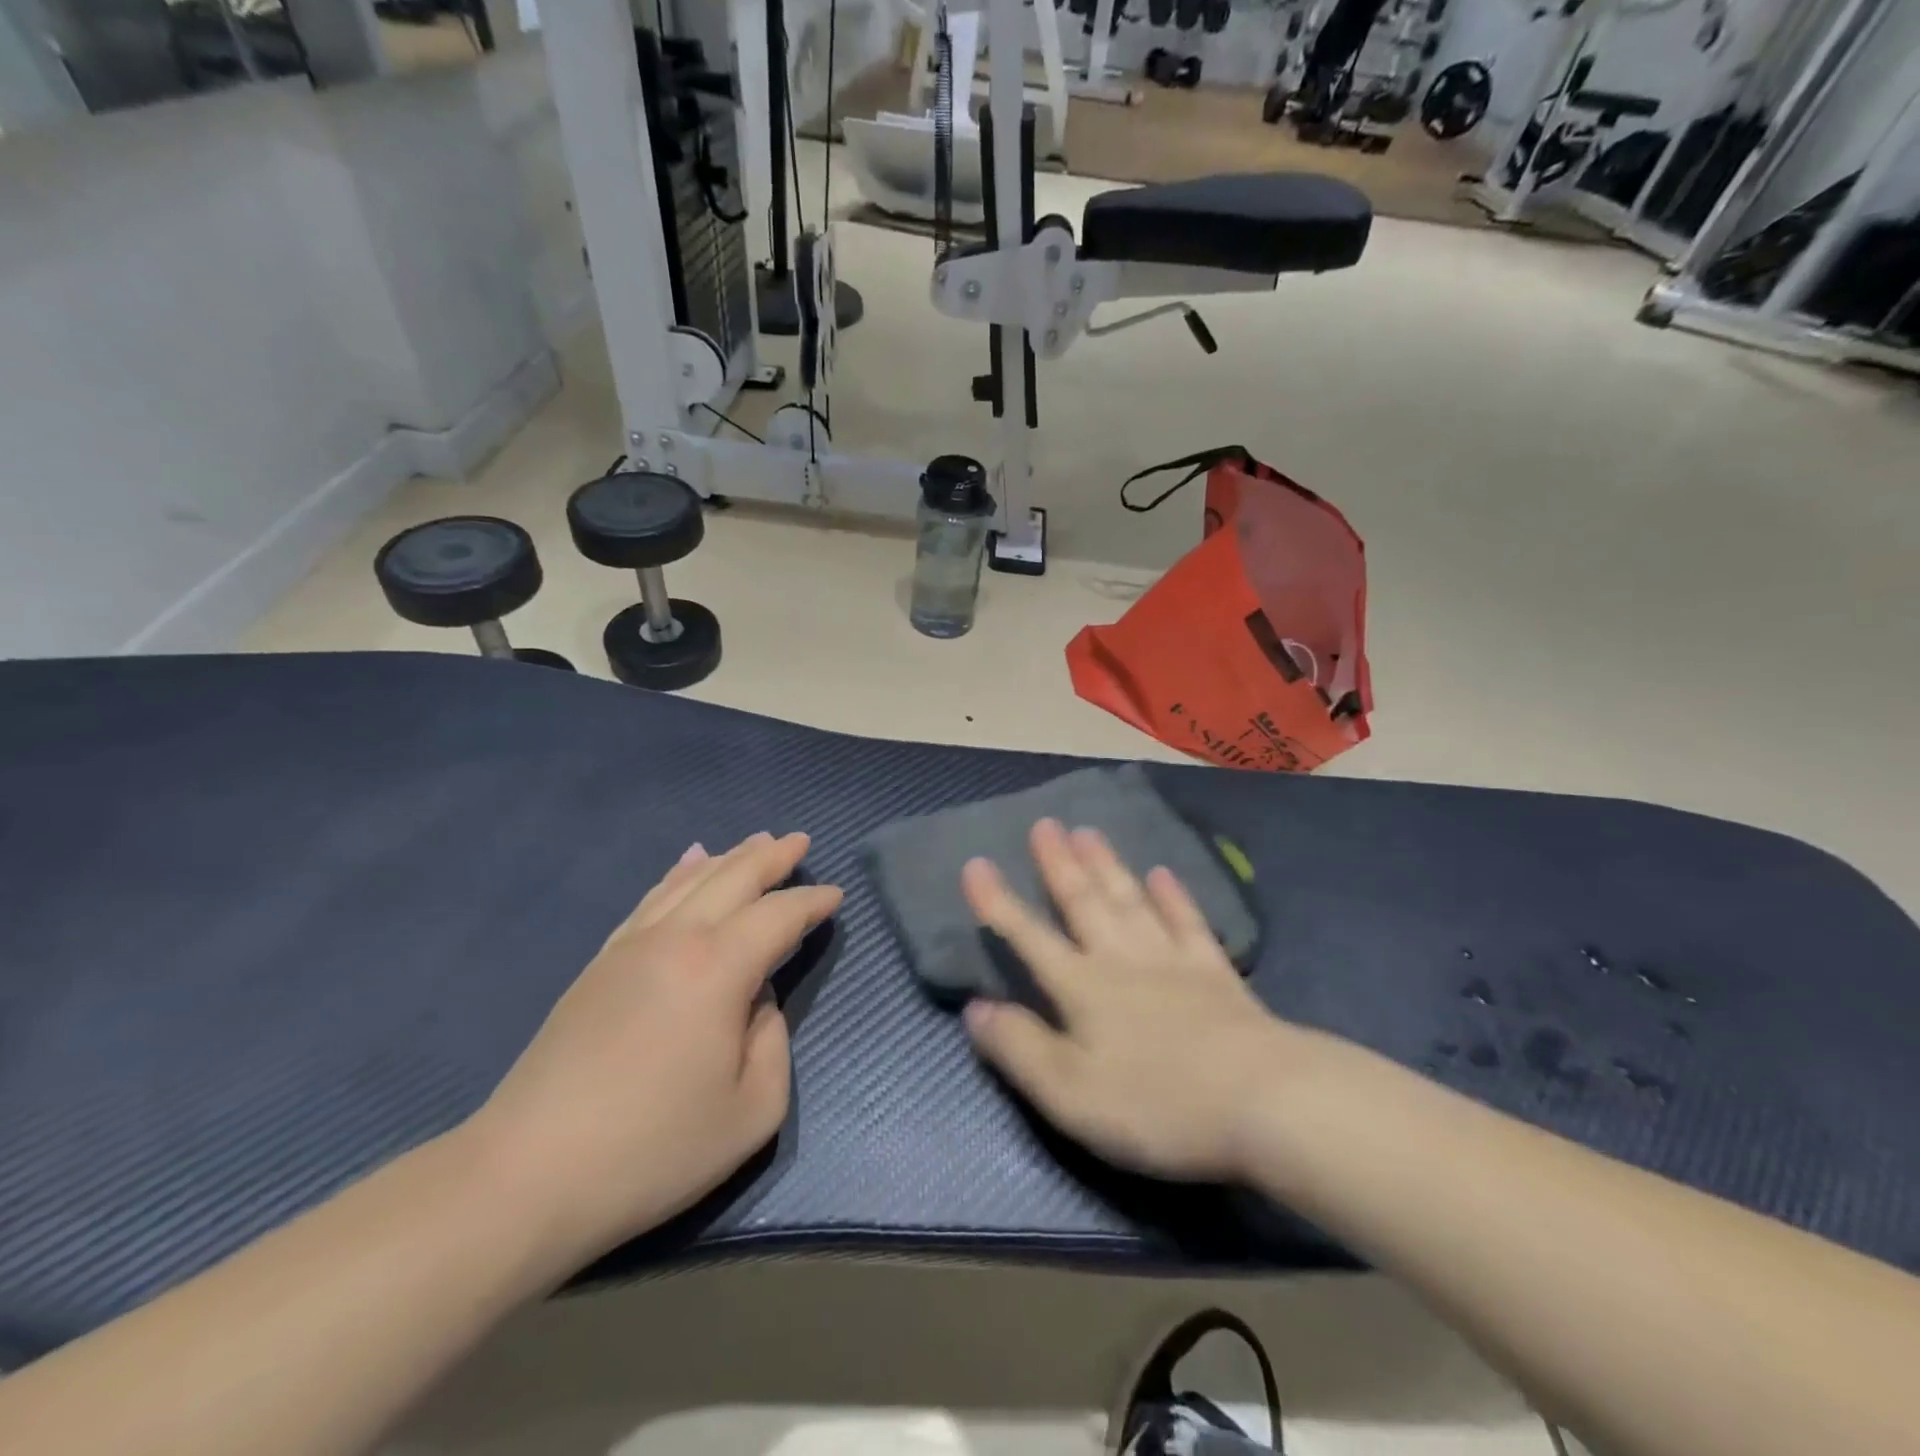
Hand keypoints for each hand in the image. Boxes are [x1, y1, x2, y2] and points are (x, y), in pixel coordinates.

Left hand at [467, 832, 840, 1266]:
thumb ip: (773, 1042)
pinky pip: (650, 899)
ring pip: (689, 880)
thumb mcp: (750, 1111)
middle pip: (733, 877)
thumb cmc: (652, 1150)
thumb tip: (757, 1002)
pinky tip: (688, 863)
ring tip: (756, 841)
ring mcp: (631, 947)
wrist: (526, 1177)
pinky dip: (678, 874)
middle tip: (800, 841)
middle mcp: (676, 939)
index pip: (778, 916)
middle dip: (772, 856)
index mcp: (718, 968)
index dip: (811, 903)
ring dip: (729, 857)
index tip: (836, 896)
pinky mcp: (599, 964)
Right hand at [961, 819, 1300, 1182]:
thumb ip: (1019, 1048)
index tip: (976, 864)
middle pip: (1083, 903)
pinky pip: (1187, 923)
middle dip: (1058, 864)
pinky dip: (1173, 896)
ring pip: (1130, 901)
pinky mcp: (1216, 974)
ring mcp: (1172, 962)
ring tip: (1088, 831)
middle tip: (1044, 824)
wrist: (1266, 1103)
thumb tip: (975, 1008)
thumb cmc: (1158, 1104)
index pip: (1028, 937)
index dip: (998, 903)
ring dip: (1106, 866)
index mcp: (1083, 988)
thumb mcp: (1070, 1094)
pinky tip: (1162, 873)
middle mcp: (1122, 960)